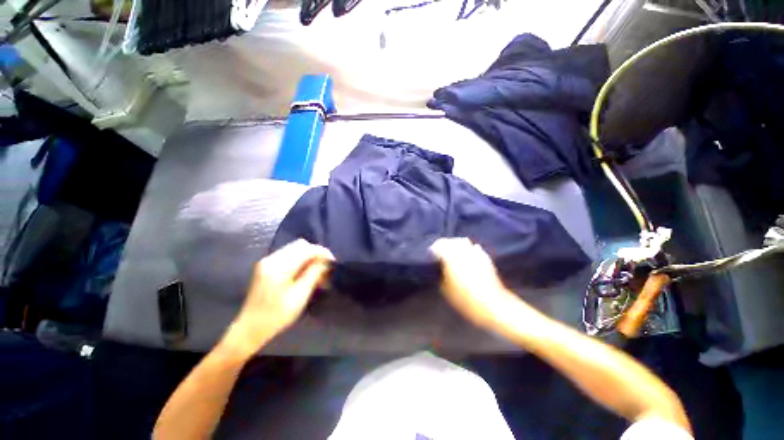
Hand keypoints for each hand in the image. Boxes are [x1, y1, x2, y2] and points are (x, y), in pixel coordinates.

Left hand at [226, 239, 333, 354]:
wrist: (250, 328)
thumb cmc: (277, 316)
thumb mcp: (300, 296)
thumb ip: (313, 274)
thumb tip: (326, 261)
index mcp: (279, 267)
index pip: (306, 249)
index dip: (322, 252)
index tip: (333, 262)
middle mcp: (272, 259)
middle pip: (300, 245)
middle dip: (316, 253)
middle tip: (325, 268)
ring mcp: (268, 261)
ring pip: (295, 249)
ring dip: (309, 256)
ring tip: (317, 271)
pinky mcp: (267, 265)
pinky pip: (288, 254)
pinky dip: (300, 259)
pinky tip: (305, 272)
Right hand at [430, 238, 522, 327]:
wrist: (494, 306)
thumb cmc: (466, 300)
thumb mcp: (446, 290)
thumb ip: (440, 275)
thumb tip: (439, 268)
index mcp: (452, 258)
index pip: (439, 245)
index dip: (433, 249)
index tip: (430, 254)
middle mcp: (463, 252)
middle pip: (451, 241)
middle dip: (444, 244)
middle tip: (439, 252)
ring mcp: (476, 253)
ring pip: (463, 242)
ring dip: (455, 245)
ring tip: (452, 252)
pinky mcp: (485, 258)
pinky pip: (474, 247)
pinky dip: (468, 249)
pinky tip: (466, 255)